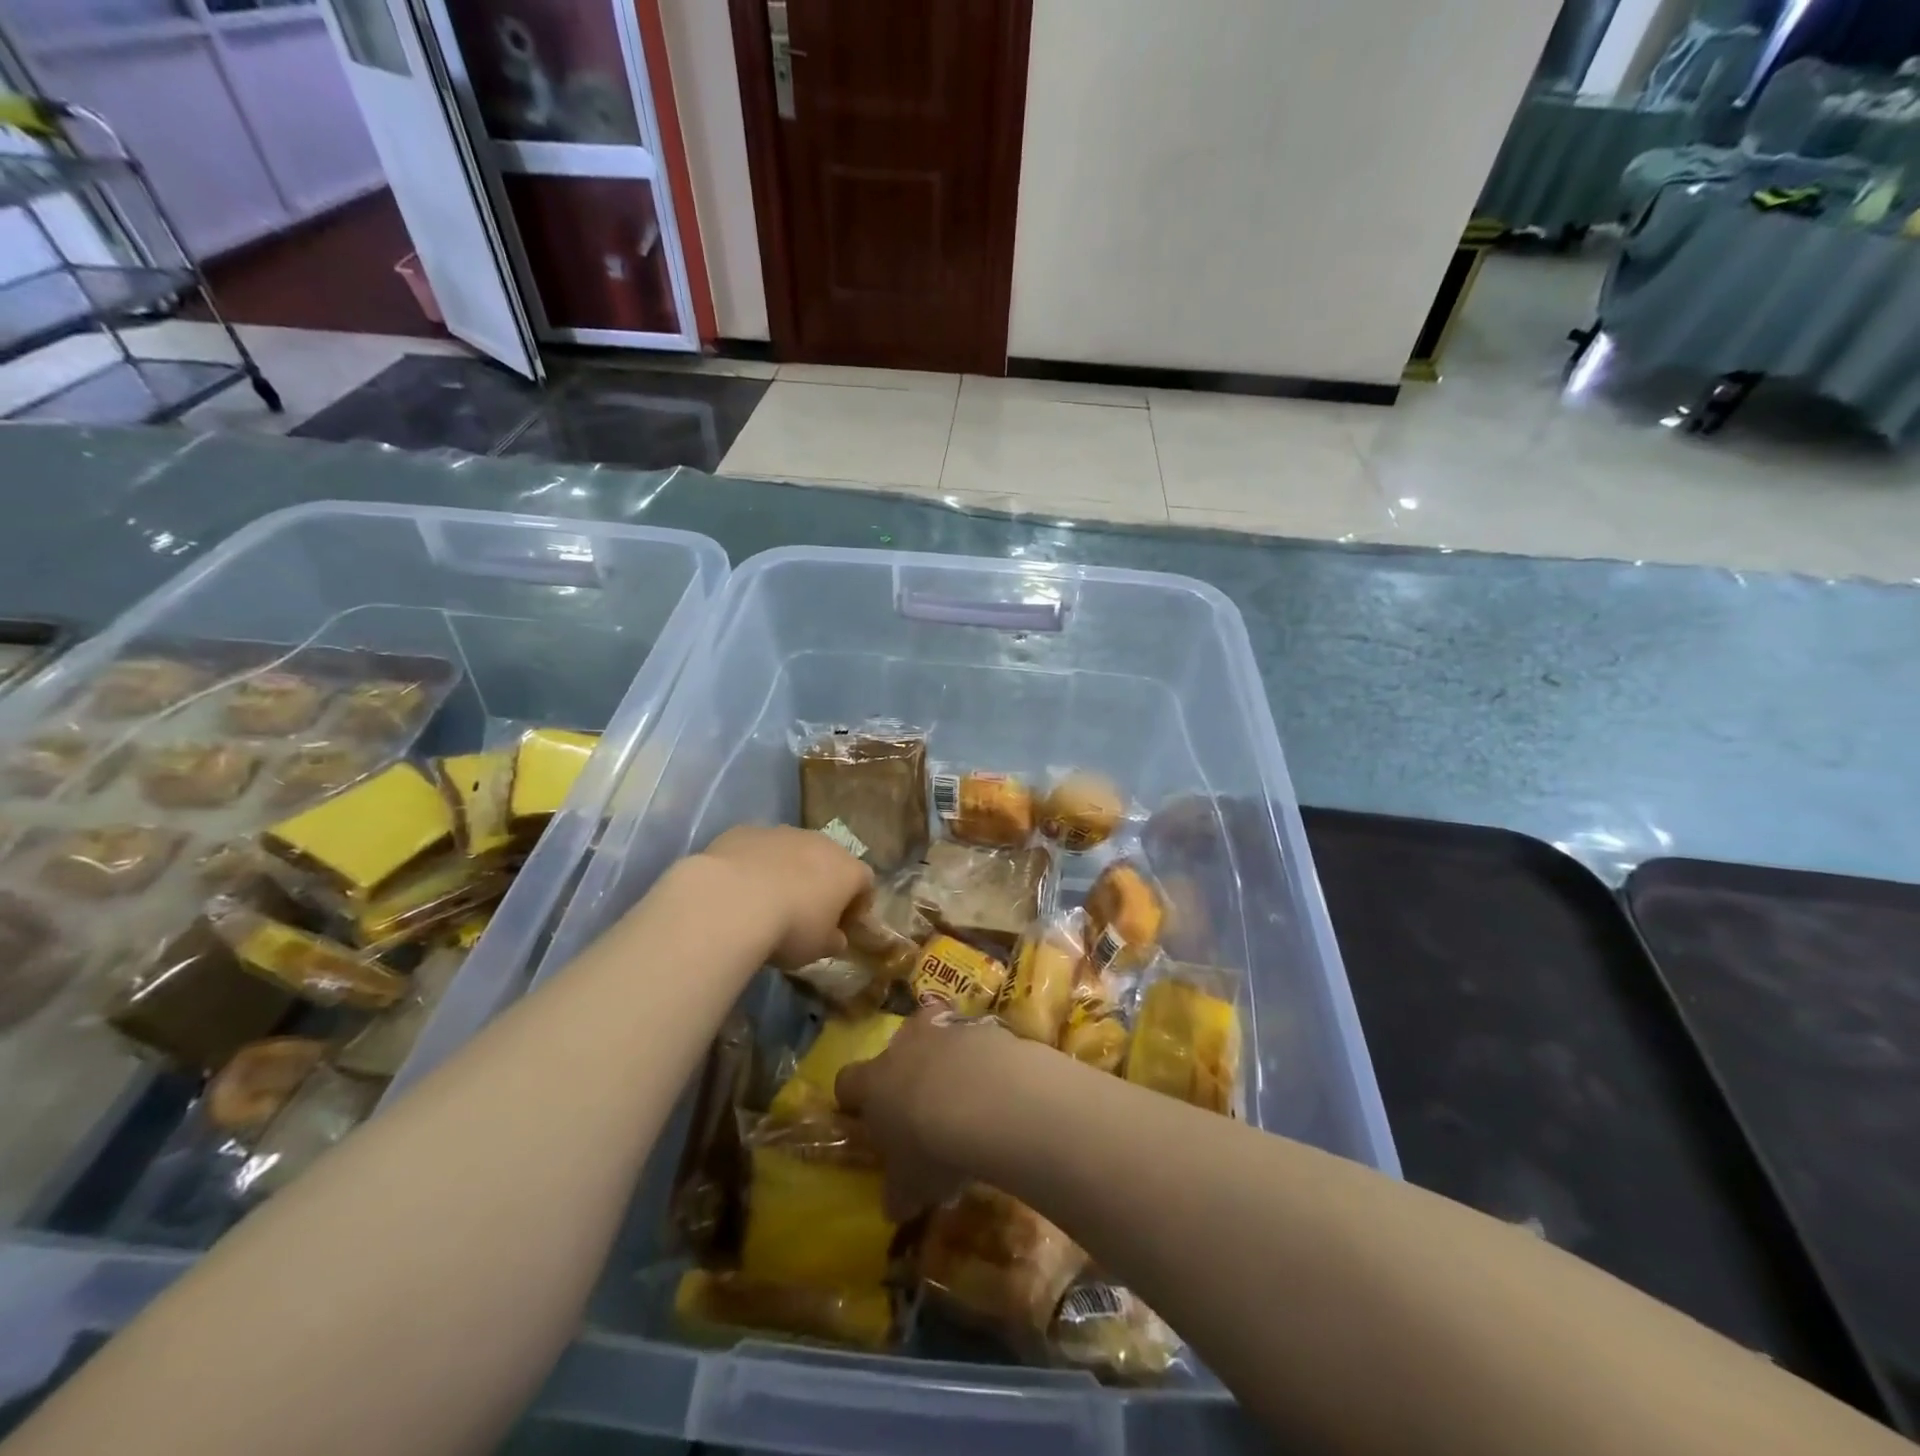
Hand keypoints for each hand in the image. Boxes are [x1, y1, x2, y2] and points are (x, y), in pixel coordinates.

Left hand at [699, 825, 872, 969]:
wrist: (732, 900)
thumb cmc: (789, 928)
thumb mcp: (818, 949)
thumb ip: (833, 940)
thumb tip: (836, 937)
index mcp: (848, 870)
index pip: (866, 883)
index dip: (857, 905)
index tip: (843, 926)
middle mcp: (821, 843)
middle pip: (830, 860)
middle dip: (822, 882)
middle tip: (806, 912)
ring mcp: (783, 832)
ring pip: (793, 850)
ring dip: (788, 870)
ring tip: (768, 899)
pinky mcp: (746, 830)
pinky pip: (758, 848)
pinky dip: (754, 864)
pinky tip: (739, 888)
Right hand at [835, 1011, 1016, 1219]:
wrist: (991, 1102)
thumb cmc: (934, 1148)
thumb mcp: (910, 1187)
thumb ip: (899, 1193)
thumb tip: (895, 1206)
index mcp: (874, 1083)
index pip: (847, 1082)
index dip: (854, 1099)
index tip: (866, 1118)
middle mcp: (905, 1046)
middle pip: (896, 1048)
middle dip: (907, 1072)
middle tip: (924, 1107)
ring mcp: (945, 1030)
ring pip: (939, 1038)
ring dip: (949, 1062)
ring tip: (969, 1099)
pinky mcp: (984, 1026)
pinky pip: (978, 1040)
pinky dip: (984, 1059)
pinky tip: (999, 1088)